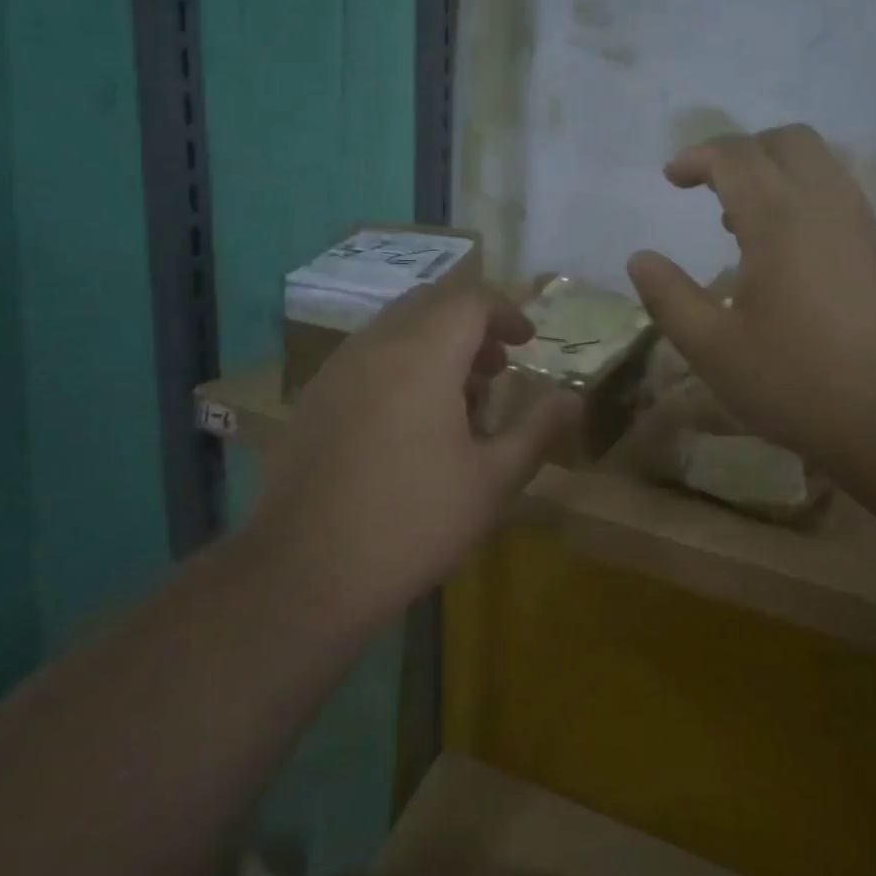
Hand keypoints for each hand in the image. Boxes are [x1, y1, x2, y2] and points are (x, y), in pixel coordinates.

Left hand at [254, 278, 580, 619]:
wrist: (303, 574)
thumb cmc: (412, 523)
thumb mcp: (492, 481)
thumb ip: (537, 430)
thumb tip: (572, 398)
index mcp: (422, 355)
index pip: (470, 300)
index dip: (506, 312)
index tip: (528, 341)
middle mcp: (376, 345)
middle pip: (431, 303)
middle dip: (471, 323)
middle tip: (497, 365)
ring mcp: (336, 369)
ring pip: (395, 326)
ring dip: (434, 342)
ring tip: (459, 394)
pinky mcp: (313, 397)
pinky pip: (366, 354)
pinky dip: (400, 362)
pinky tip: (408, 419)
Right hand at [626, 124, 875, 484]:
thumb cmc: (800, 382)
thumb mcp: (714, 349)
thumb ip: (669, 298)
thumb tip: (640, 259)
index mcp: (778, 217)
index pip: (735, 155)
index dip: (697, 157)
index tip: (671, 179)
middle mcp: (824, 203)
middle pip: (786, 140)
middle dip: (741, 151)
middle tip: (711, 189)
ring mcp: (861, 221)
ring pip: (818, 162)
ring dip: (774, 171)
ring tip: (741, 223)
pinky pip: (837, 191)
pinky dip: (801, 194)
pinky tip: (785, 251)